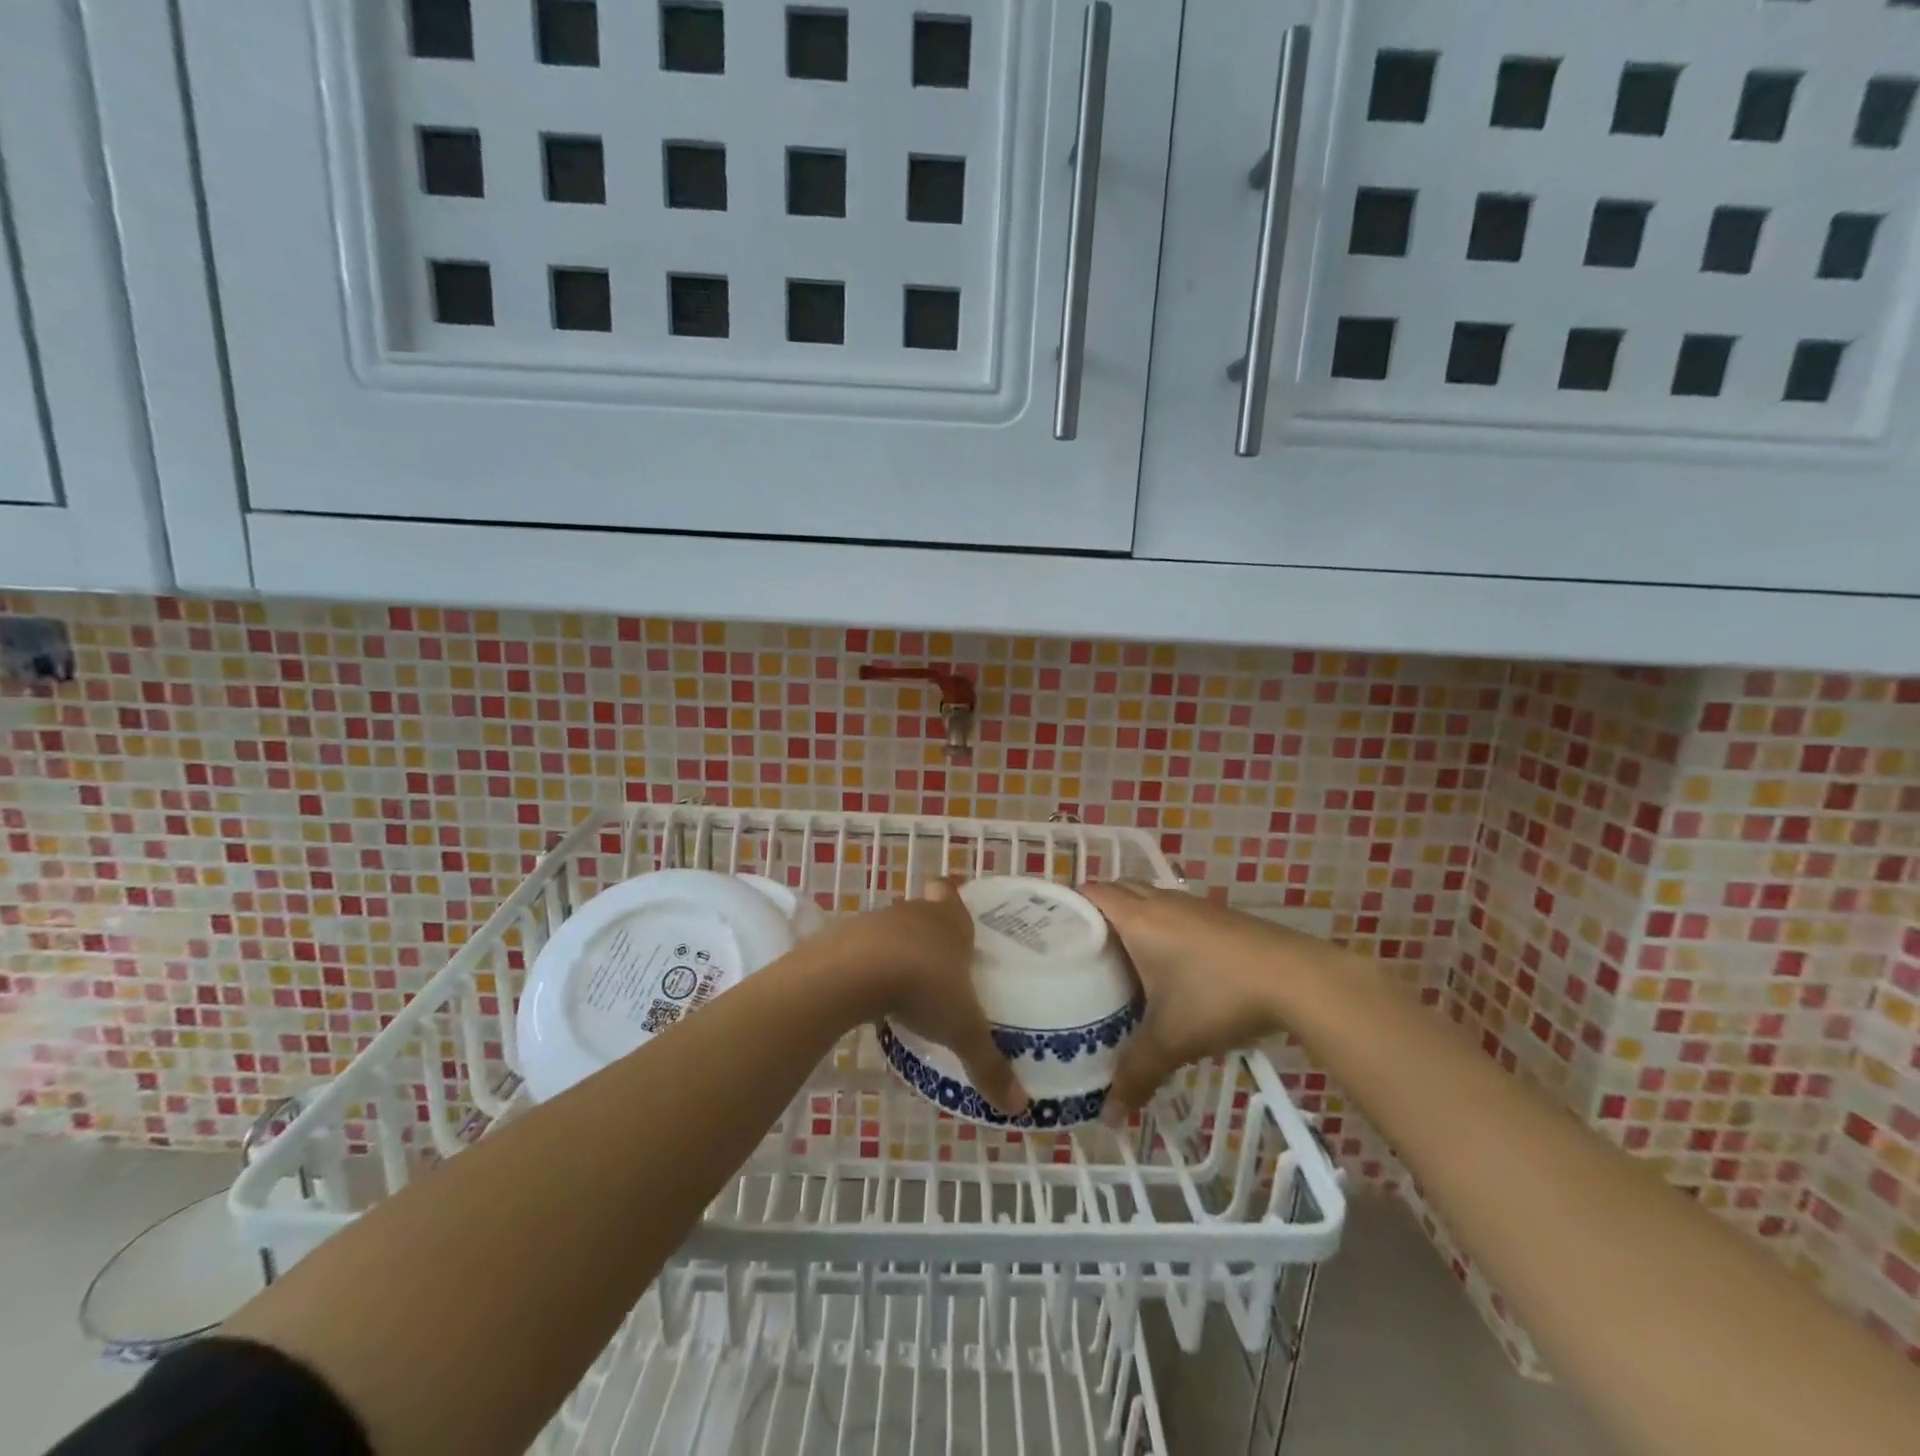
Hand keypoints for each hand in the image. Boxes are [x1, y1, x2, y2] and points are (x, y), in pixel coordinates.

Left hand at [824, 880, 1029, 1116]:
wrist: (852, 973)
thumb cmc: (922, 987)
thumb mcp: (963, 1030)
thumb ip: (989, 1065)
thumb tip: (1021, 1106)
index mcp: (949, 921)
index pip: (950, 891)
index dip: (952, 894)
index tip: (954, 901)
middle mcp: (913, 913)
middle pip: (922, 910)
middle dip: (927, 931)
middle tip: (938, 960)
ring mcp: (874, 922)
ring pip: (890, 929)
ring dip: (895, 949)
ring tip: (903, 985)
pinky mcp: (841, 939)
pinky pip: (858, 949)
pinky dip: (864, 965)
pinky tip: (868, 993)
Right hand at [1083, 881, 1313, 1119]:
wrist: (1295, 978)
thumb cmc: (1218, 997)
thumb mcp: (1171, 1040)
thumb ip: (1136, 1074)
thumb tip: (1110, 1117)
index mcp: (1137, 919)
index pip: (1090, 893)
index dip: (1067, 904)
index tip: (1050, 930)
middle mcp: (1160, 902)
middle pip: (1117, 888)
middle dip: (1096, 910)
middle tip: (1079, 946)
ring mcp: (1193, 905)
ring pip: (1148, 897)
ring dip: (1130, 915)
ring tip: (1118, 954)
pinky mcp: (1218, 915)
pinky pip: (1173, 909)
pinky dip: (1159, 924)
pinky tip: (1167, 961)